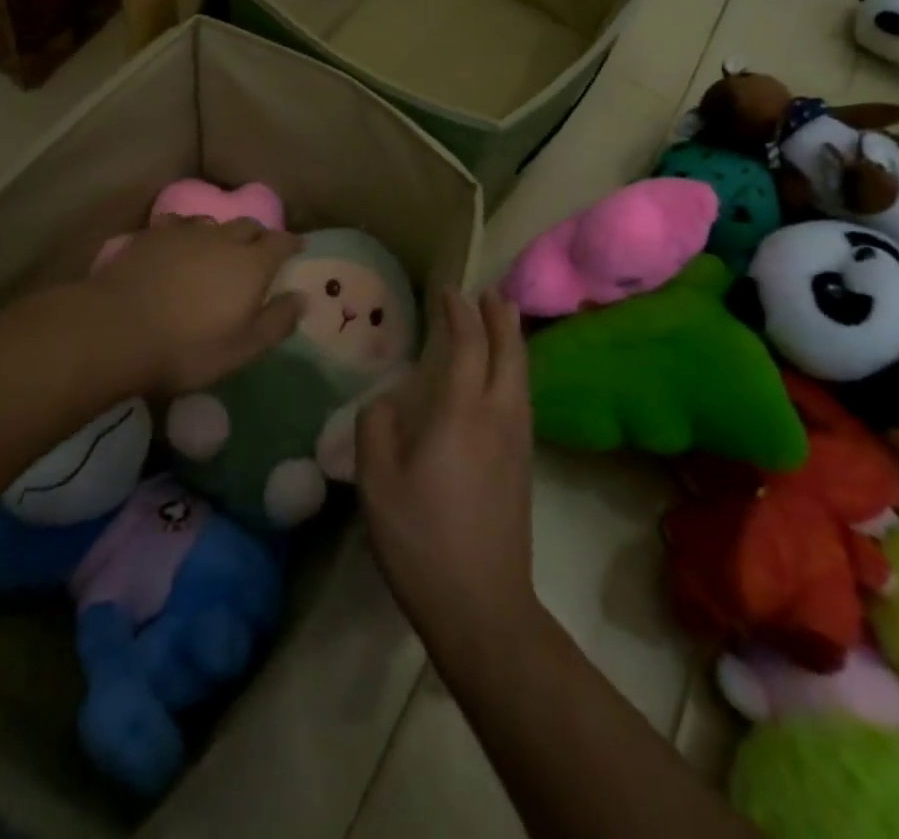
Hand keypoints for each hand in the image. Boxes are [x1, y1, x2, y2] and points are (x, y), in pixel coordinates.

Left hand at [86, 216, 303, 395]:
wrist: (116, 330)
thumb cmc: (187, 347)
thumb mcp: (242, 348)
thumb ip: (276, 322)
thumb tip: (302, 298)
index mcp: (251, 264)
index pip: (281, 241)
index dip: (292, 243)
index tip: (298, 247)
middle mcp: (222, 238)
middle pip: (249, 225)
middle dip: (259, 235)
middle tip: (260, 251)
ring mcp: (184, 233)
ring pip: (213, 223)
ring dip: (223, 233)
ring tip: (219, 248)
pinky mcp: (152, 235)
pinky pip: (178, 225)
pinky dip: (187, 232)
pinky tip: (179, 244)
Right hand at [357, 288, 536, 649]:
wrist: (482, 606)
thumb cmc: (422, 540)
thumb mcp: (377, 484)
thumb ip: (375, 429)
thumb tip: (385, 401)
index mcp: (462, 413)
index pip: (467, 345)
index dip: (459, 313)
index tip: (447, 291)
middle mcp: (498, 417)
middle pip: (510, 353)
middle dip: (500, 318)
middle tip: (491, 293)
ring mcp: (517, 443)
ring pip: (522, 376)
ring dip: (514, 342)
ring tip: (505, 322)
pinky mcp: (523, 466)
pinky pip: (523, 399)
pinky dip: (516, 371)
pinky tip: (505, 380)